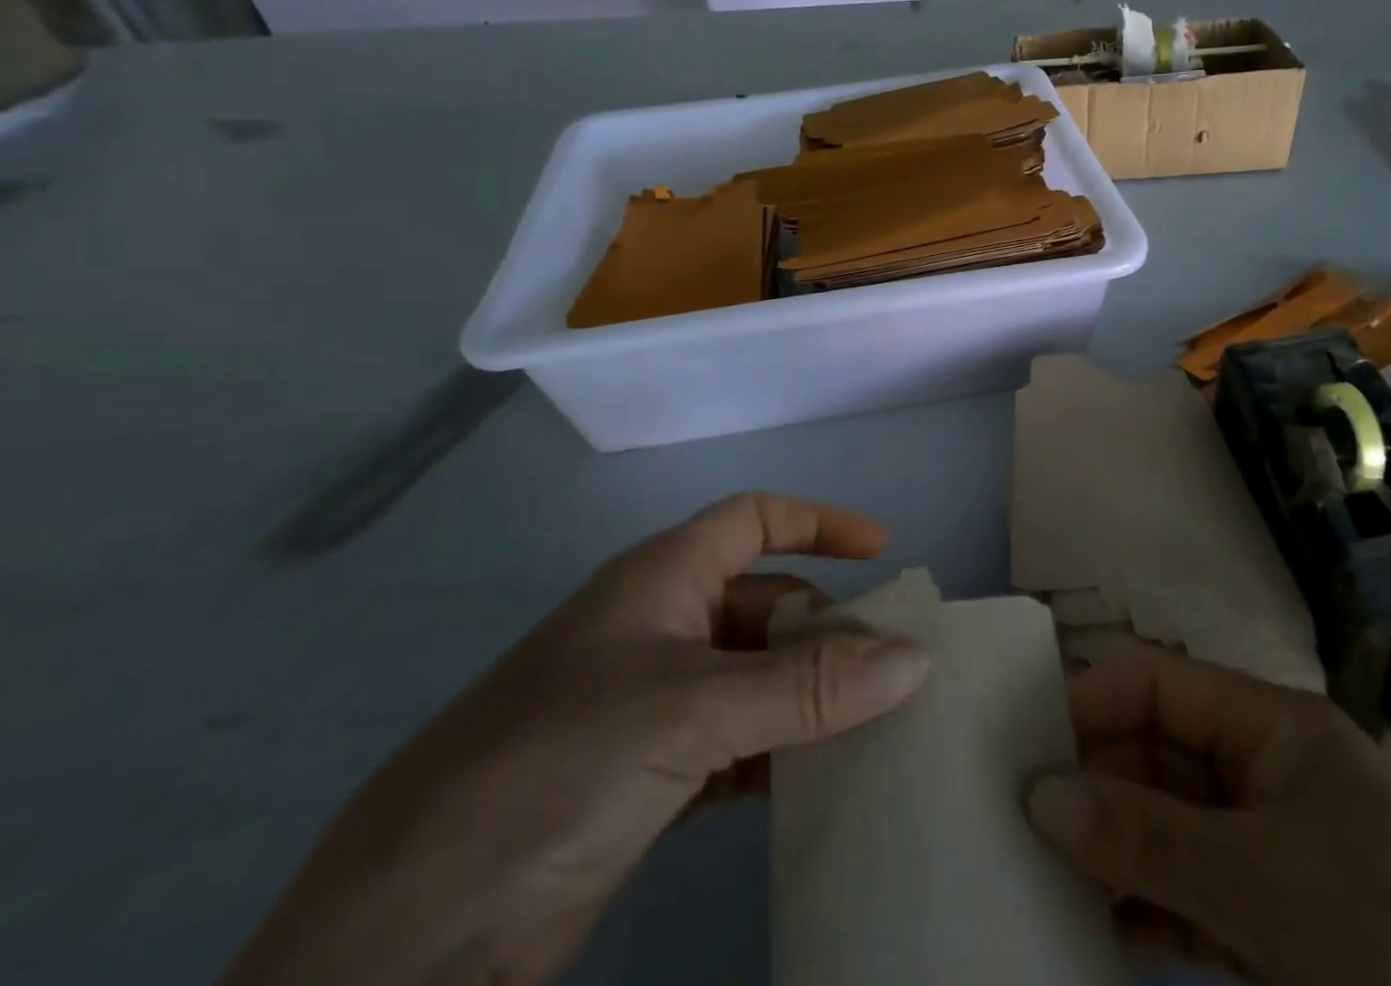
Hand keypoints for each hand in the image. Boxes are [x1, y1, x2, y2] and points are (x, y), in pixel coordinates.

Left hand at [220, 493, 928, 985]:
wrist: (405, 941)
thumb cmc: (556, 768)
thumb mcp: (692, 712)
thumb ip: (808, 688)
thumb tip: (914, 658)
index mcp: (659, 580)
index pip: (753, 520)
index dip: (818, 524)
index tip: (881, 552)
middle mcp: (657, 629)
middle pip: (764, 603)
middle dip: (828, 627)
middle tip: (895, 670)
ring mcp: (648, 706)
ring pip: (754, 678)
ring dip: (810, 696)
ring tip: (878, 725)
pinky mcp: (642, 778)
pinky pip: (736, 744)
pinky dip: (781, 753)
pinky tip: (822, 780)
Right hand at [1026, 646, 1390, 984]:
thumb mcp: (1266, 883)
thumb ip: (1148, 837)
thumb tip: (1040, 795)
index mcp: (1272, 726)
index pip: (1161, 682)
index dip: (1093, 700)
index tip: (1026, 741)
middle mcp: (1265, 771)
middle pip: (1157, 754)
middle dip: (1093, 782)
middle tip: (1018, 820)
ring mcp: (1269, 849)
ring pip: (1167, 826)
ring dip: (1111, 849)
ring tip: (1039, 875)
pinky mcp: (1274, 923)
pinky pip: (1188, 894)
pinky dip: (1144, 908)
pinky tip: (1095, 930)